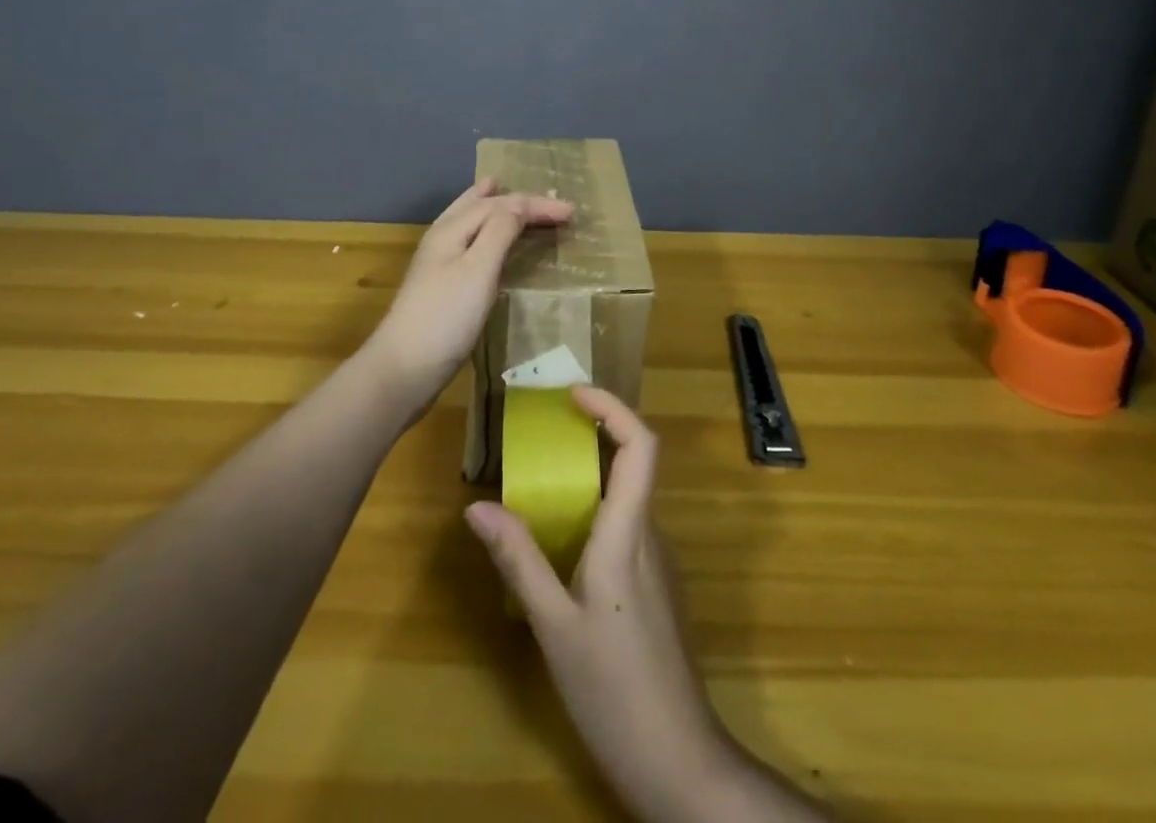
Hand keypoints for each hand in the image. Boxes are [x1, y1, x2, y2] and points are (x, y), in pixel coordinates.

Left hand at [363, 178, 572, 407]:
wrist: (405, 369)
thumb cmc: (446, 317)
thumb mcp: (478, 269)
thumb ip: (499, 231)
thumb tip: (519, 204)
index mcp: (452, 229)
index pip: (500, 204)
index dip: (536, 204)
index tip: (571, 211)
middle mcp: (443, 238)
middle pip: (480, 205)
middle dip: (514, 199)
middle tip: (546, 198)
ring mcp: (439, 262)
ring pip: (470, 220)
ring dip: (494, 208)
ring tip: (502, 192)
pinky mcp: (443, 285)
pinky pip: (471, 242)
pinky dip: (487, 231)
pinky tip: (490, 242)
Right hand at [466, 389, 824, 821]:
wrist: (677, 760)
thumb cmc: (613, 689)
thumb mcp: (553, 625)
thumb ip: (519, 560)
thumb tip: (478, 507)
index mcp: (628, 533)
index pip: (640, 446)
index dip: (613, 407)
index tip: (573, 393)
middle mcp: (650, 535)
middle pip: (633, 463)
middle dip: (594, 433)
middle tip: (544, 430)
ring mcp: (657, 561)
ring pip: (627, 497)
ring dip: (590, 475)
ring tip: (541, 481)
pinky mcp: (654, 586)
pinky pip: (625, 527)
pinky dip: (594, 511)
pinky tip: (561, 540)